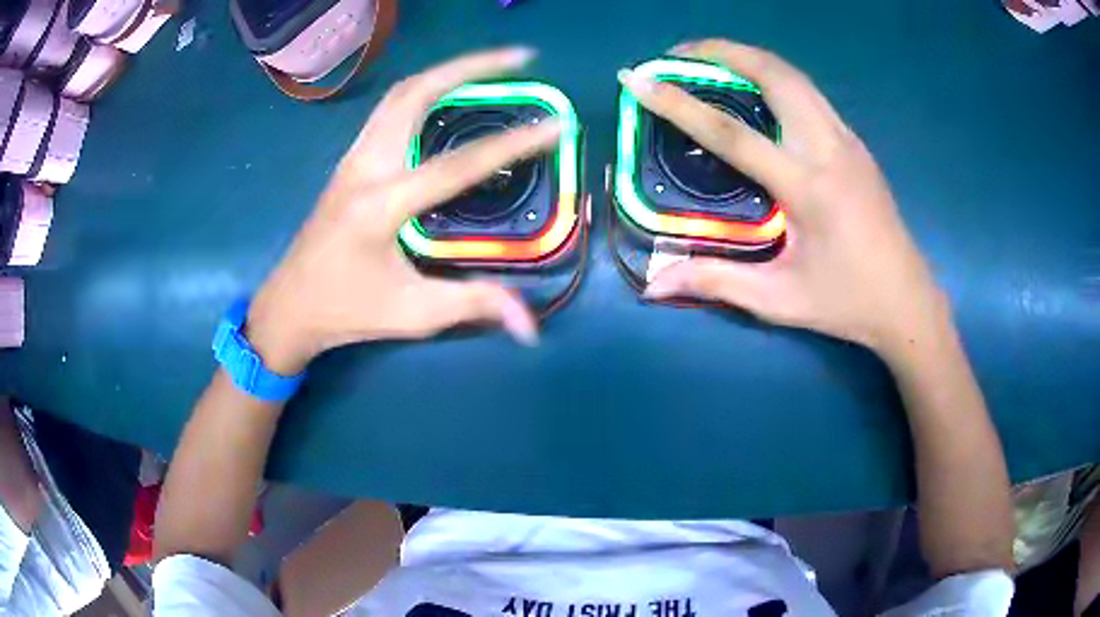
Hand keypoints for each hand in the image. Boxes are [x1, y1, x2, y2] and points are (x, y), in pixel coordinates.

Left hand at [246, 48, 559, 374]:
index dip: (512, 144)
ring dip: (447, 72)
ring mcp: (352, 158)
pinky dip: (424, 91)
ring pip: (399, 94)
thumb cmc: (347, 312)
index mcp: (380, 206)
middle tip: (518, 58)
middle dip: (470, 66)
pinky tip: (448, 95)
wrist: (289, 307)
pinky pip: (389, 109)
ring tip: (490, 66)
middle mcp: (364, 167)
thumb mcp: (413, 313)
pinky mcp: (350, 161)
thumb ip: (473, 305)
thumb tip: (530, 326)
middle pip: (415, 93)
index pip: (457, 164)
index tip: (555, 123)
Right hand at [623, 41, 946, 356]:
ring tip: (710, 61)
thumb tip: (654, 283)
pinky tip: (756, 91)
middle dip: (720, 51)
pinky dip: (773, 75)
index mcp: (807, 188)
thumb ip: (716, 282)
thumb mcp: (778, 299)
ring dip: (748, 57)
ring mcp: (847, 140)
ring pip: (794, 75)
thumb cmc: (845, 303)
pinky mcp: (855, 143)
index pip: (731, 133)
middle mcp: (828, 149)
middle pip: (773, 74)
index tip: (638, 79)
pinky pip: (809, 92)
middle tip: (678, 55)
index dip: (679, 103)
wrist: (907, 301)